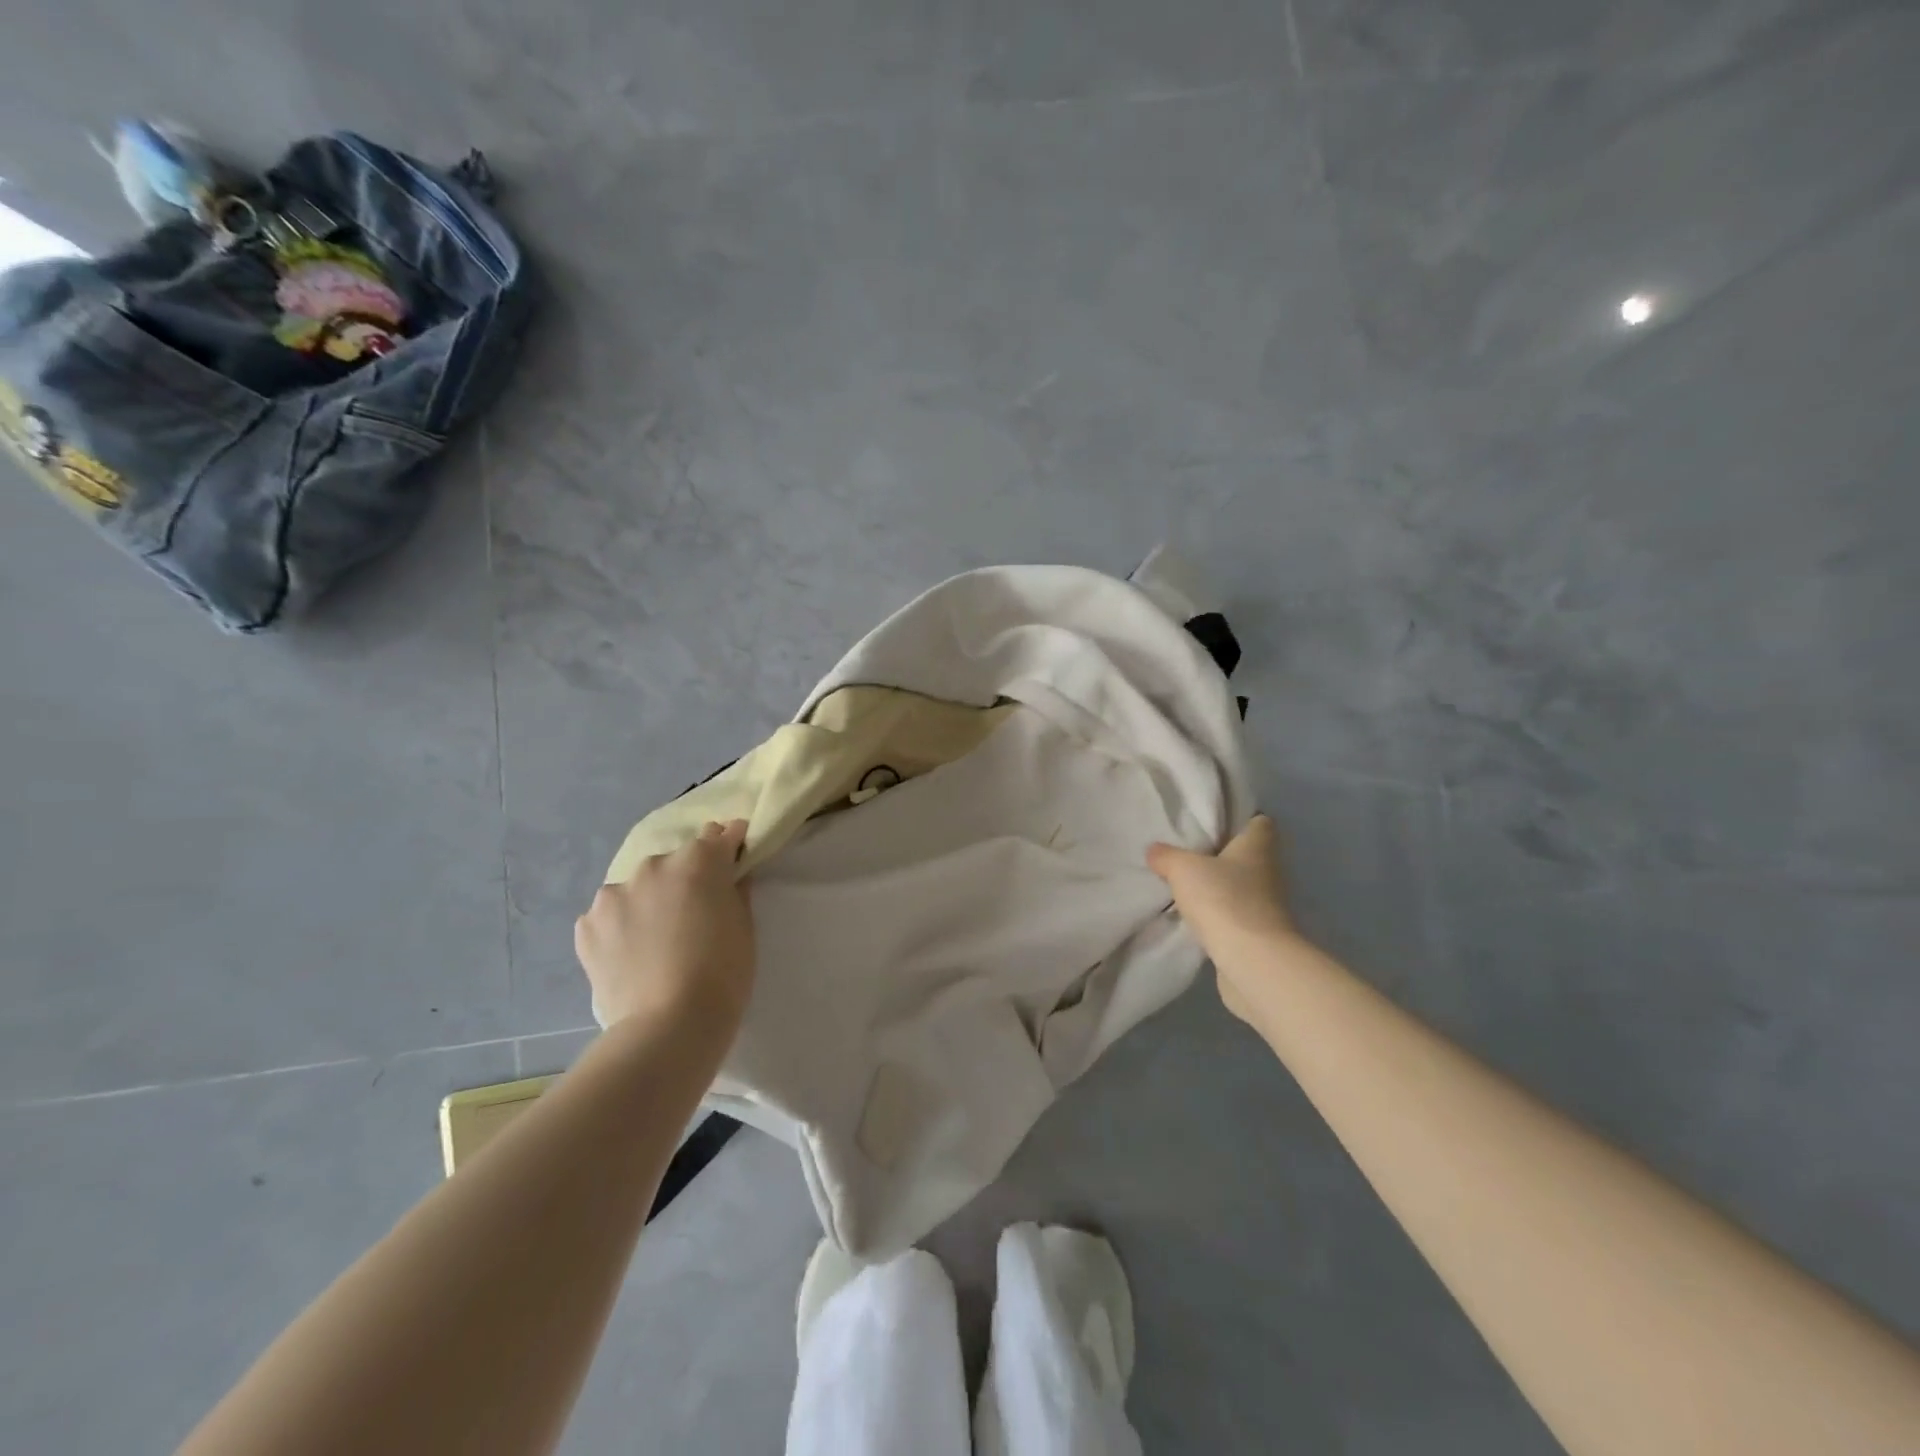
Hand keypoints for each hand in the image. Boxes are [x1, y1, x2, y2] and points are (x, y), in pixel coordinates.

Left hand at [575, 820, 755, 1029]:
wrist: (668, 1026)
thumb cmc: (723, 973)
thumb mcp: (744, 926)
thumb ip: (735, 889)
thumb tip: (729, 874)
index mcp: (697, 860)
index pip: (719, 836)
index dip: (729, 849)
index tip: (734, 864)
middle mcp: (653, 865)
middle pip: (676, 862)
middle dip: (686, 879)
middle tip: (694, 915)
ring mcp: (613, 894)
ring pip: (638, 888)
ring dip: (649, 901)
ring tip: (656, 939)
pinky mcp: (586, 925)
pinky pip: (610, 916)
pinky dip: (621, 927)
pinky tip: (631, 954)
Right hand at [1148, 815, 1296, 1022]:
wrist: (1252, 961)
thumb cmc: (1224, 899)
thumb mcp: (1183, 868)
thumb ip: (1166, 856)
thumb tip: (1154, 851)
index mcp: (1259, 846)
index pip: (1259, 822)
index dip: (1239, 819)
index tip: (1211, 822)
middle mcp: (1269, 872)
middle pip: (1246, 855)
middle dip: (1220, 854)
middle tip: (1186, 851)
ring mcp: (1267, 905)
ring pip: (1239, 886)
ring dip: (1217, 886)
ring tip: (1183, 883)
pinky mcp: (1257, 934)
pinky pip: (1233, 914)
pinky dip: (1216, 913)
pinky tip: (1191, 914)